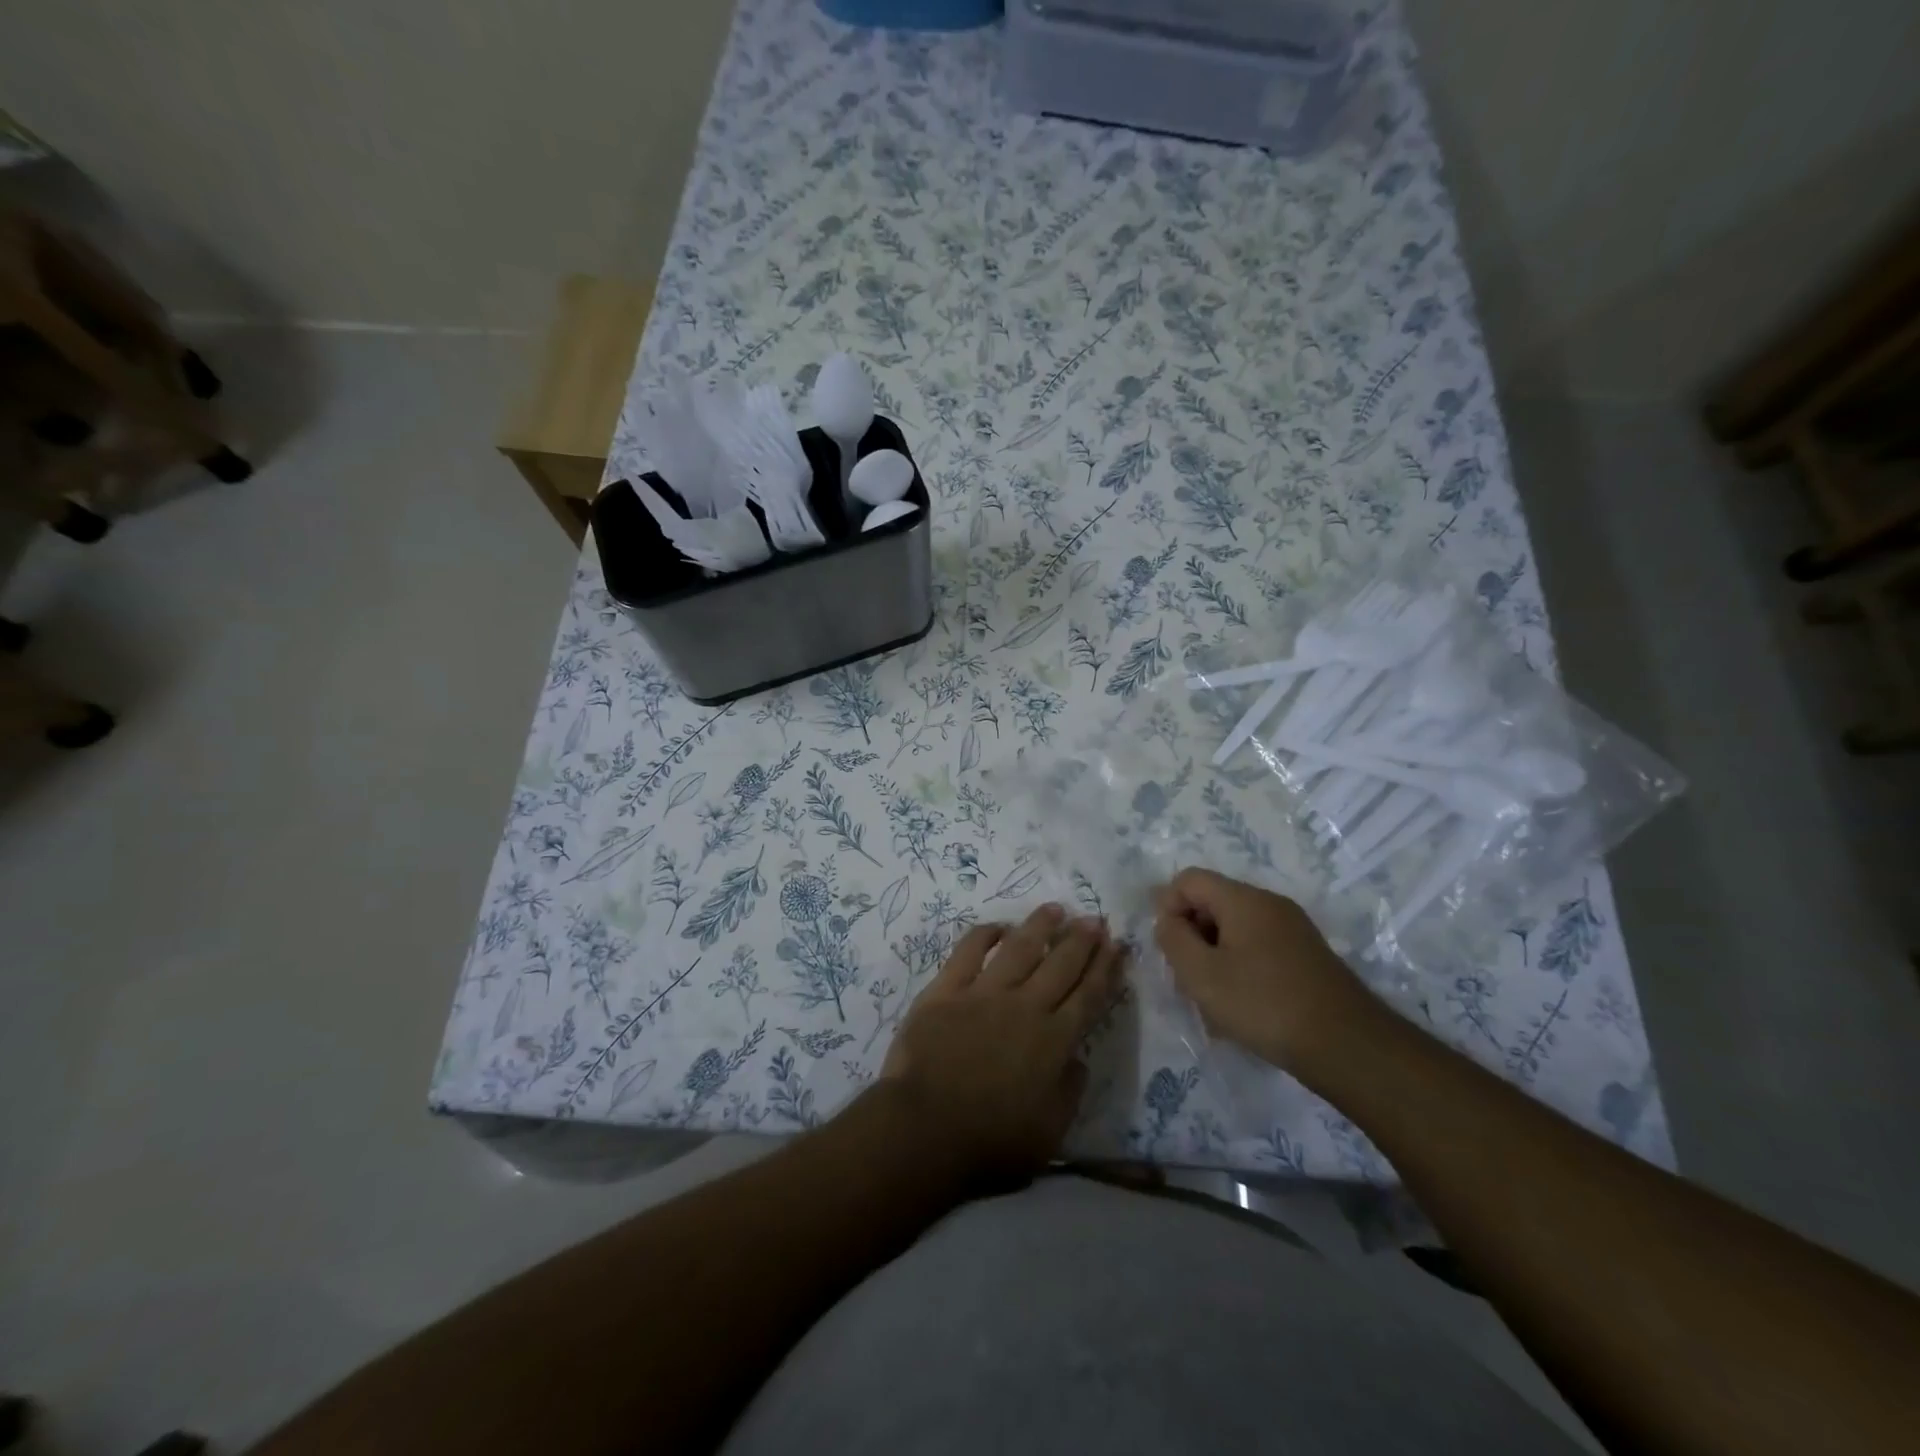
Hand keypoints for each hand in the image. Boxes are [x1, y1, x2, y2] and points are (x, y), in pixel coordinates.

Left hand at [880, 903, 1123, 1190]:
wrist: (925, 1129)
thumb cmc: (991, 1142)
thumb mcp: (1050, 1133)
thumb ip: (1069, 1091)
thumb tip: (1078, 1059)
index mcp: (1054, 1040)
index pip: (1089, 995)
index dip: (1106, 968)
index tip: (1117, 945)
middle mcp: (1025, 1006)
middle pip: (1060, 963)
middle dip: (1081, 938)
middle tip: (1094, 918)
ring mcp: (984, 992)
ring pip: (1020, 947)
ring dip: (1040, 926)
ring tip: (1055, 909)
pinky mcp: (947, 989)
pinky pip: (969, 951)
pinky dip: (985, 934)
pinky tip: (998, 926)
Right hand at [1153, 867, 1378, 1078]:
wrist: (1346, 1045)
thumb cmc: (1263, 1004)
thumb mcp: (1201, 974)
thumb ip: (1173, 939)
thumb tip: (1168, 920)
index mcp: (1243, 899)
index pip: (1189, 879)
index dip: (1168, 907)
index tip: (1170, 949)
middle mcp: (1270, 904)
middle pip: (1213, 903)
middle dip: (1192, 935)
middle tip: (1189, 979)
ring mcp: (1292, 928)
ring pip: (1235, 929)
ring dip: (1215, 956)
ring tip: (1214, 1000)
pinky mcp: (1306, 954)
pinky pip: (1258, 947)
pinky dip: (1240, 967)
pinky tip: (1243, 1006)